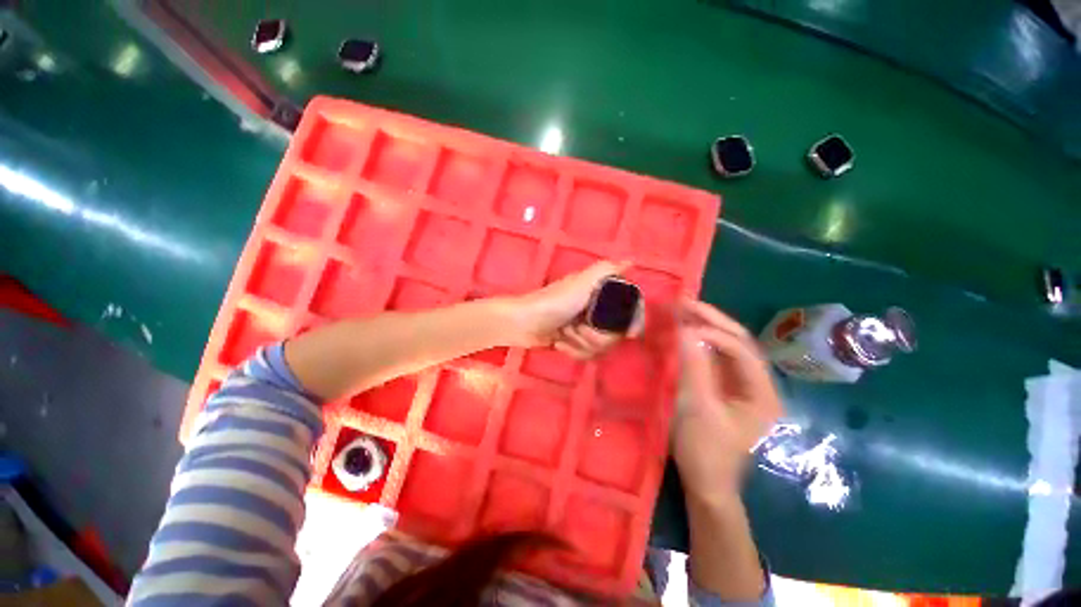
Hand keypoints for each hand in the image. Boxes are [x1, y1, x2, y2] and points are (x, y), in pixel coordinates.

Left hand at [508, 260, 642, 358]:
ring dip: (581, 344)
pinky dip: (572, 351)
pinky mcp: (573, 342)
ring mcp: (584, 328)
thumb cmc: (554, 301)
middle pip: (614, 334)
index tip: (630, 334)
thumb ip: (606, 271)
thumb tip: (631, 261)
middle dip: (596, 336)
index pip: (628, 310)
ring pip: (600, 347)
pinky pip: (586, 354)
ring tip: (564, 334)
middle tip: (578, 327)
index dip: (632, 322)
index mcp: (600, 294)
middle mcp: (595, 310)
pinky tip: (559, 343)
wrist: (523, 324)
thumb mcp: (581, 282)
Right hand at [673, 300, 782, 503]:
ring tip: (683, 310)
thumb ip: (694, 367)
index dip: (713, 333)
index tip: (683, 326)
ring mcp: (742, 386)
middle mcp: (758, 384)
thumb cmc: (706, 450)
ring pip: (726, 347)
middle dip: (711, 319)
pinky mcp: (726, 389)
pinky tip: (685, 333)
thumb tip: (685, 330)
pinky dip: (699, 343)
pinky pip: (714, 359)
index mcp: (762, 392)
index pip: (742, 350)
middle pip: (738, 342)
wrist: (706, 485)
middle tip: (684, 301)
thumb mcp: (698, 408)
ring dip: (705, 327)